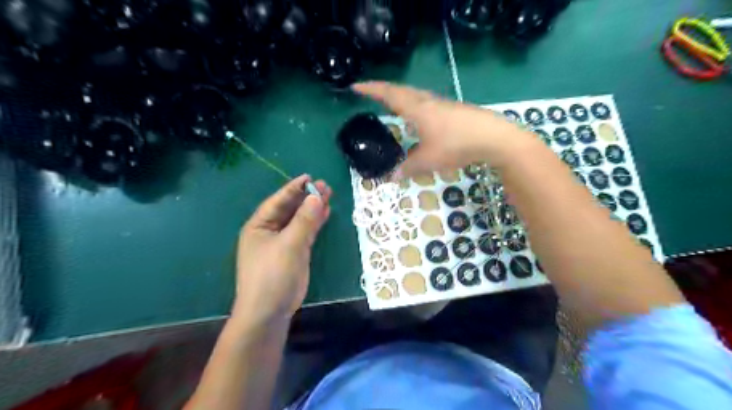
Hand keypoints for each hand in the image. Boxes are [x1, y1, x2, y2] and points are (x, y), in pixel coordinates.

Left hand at [233, 174, 330, 324]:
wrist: (269, 312)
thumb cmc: (273, 275)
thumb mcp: (289, 245)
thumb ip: (304, 220)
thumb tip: (317, 197)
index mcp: (259, 226)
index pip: (278, 201)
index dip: (293, 188)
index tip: (310, 178)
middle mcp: (268, 231)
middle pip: (289, 209)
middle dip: (306, 197)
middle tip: (326, 186)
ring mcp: (281, 243)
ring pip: (298, 220)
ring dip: (312, 209)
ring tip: (329, 195)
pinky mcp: (293, 253)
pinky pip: (304, 232)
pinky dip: (314, 223)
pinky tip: (324, 214)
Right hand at [355, 80, 536, 176]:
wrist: (495, 138)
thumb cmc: (456, 145)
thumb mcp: (428, 160)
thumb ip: (408, 168)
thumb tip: (392, 177)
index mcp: (417, 109)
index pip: (389, 95)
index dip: (371, 90)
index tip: (355, 86)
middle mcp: (429, 102)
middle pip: (402, 91)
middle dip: (384, 90)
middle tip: (371, 93)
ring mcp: (444, 105)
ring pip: (417, 96)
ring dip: (402, 97)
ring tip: (393, 104)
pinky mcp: (455, 111)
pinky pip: (428, 104)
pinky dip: (416, 106)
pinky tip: (421, 118)